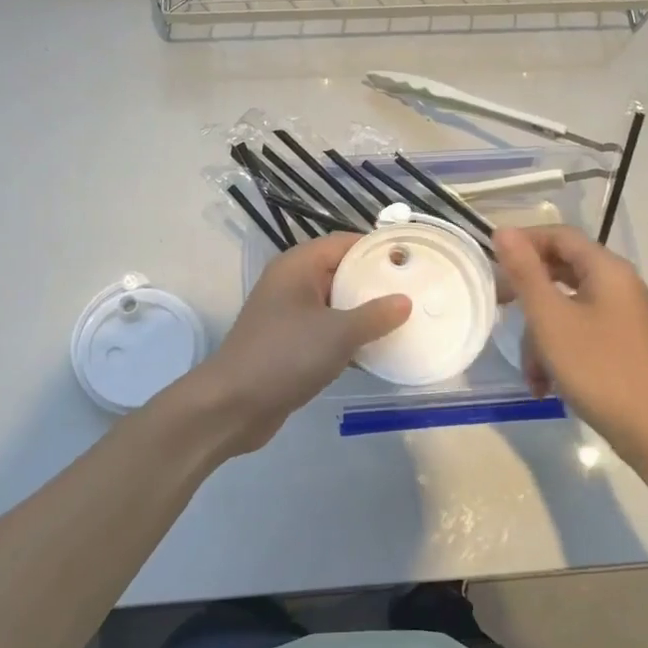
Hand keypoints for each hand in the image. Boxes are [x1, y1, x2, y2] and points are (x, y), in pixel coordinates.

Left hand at [171, 233, 410, 458]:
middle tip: (415, 291)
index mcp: (297, 266)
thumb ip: (375, 315)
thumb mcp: (337, 333)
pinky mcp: (290, 344)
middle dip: (375, 282)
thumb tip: (405, 302)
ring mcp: (288, 315)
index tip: (413, 259)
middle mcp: (291, 284)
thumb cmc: (284, 356)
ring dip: (364, 313)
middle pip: (341, 272)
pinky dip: (349, 337)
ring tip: (404, 320)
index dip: (377, 248)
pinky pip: (327, 331)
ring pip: (335, 304)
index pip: (344, 243)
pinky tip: (378, 350)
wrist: (232, 405)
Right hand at [494, 226, 647, 462]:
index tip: (491, 262)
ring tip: (530, 372)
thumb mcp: (550, 319)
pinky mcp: (621, 344)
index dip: (524, 241)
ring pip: (566, 307)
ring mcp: (622, 316)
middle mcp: (618, 285)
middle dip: (528, 295)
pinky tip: (545, 386)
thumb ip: (525, 272)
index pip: (559, 235)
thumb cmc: (598, 368)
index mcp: (607, 269)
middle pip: (561, 271)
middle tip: (498, 307)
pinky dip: (558, 352)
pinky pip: (579, 332)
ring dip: (540, 336)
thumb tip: (504, 231)